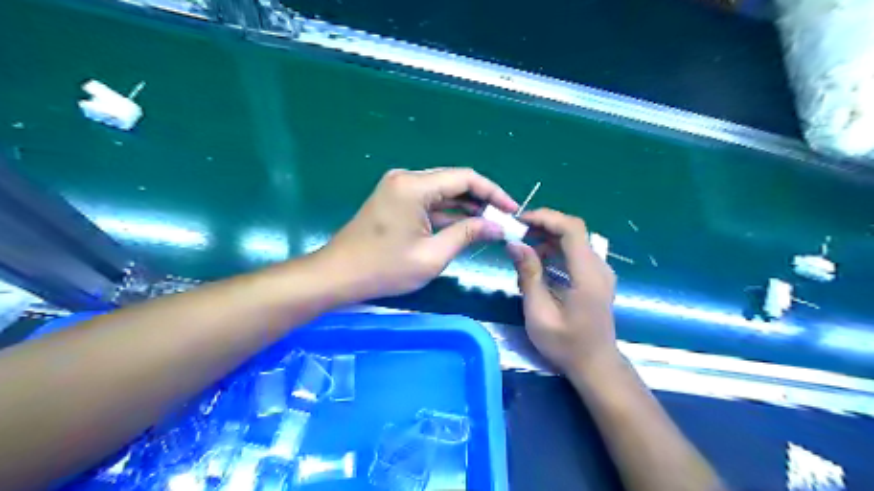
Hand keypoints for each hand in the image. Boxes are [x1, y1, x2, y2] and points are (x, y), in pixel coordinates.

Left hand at [319, 167, 517, 298]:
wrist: (338, 275)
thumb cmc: (384, 268)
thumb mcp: (432, 255)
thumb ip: (467, 234)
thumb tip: (497, 226)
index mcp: (414, 185)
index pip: (465, 178)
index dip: (493, 192)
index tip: (512, 210)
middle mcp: (406, 178)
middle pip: (454, 181)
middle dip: (481, 200)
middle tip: (504, 219)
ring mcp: (398, 187)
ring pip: (442, 191)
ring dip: (466, 206)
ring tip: (491, 223)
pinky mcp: (395, 199)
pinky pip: (429, 201)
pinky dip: (448, 212)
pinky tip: (466, 224)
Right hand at [506, 210, 620, 373]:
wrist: (596, 365)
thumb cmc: (565, 344)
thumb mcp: (539, 313)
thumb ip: (529, 275)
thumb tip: (515, 244)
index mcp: (587, 274)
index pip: (571, 229)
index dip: (546, 218)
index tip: (519, 222)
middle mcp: (599, 266)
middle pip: (573, 230)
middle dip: (543, 226)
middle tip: (516, 235)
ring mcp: (600, 271)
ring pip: (573, 240)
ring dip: (547, 238)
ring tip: (522, 250)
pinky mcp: (596, 277)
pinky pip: (575, 253)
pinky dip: (555, 251)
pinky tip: (538, 264)